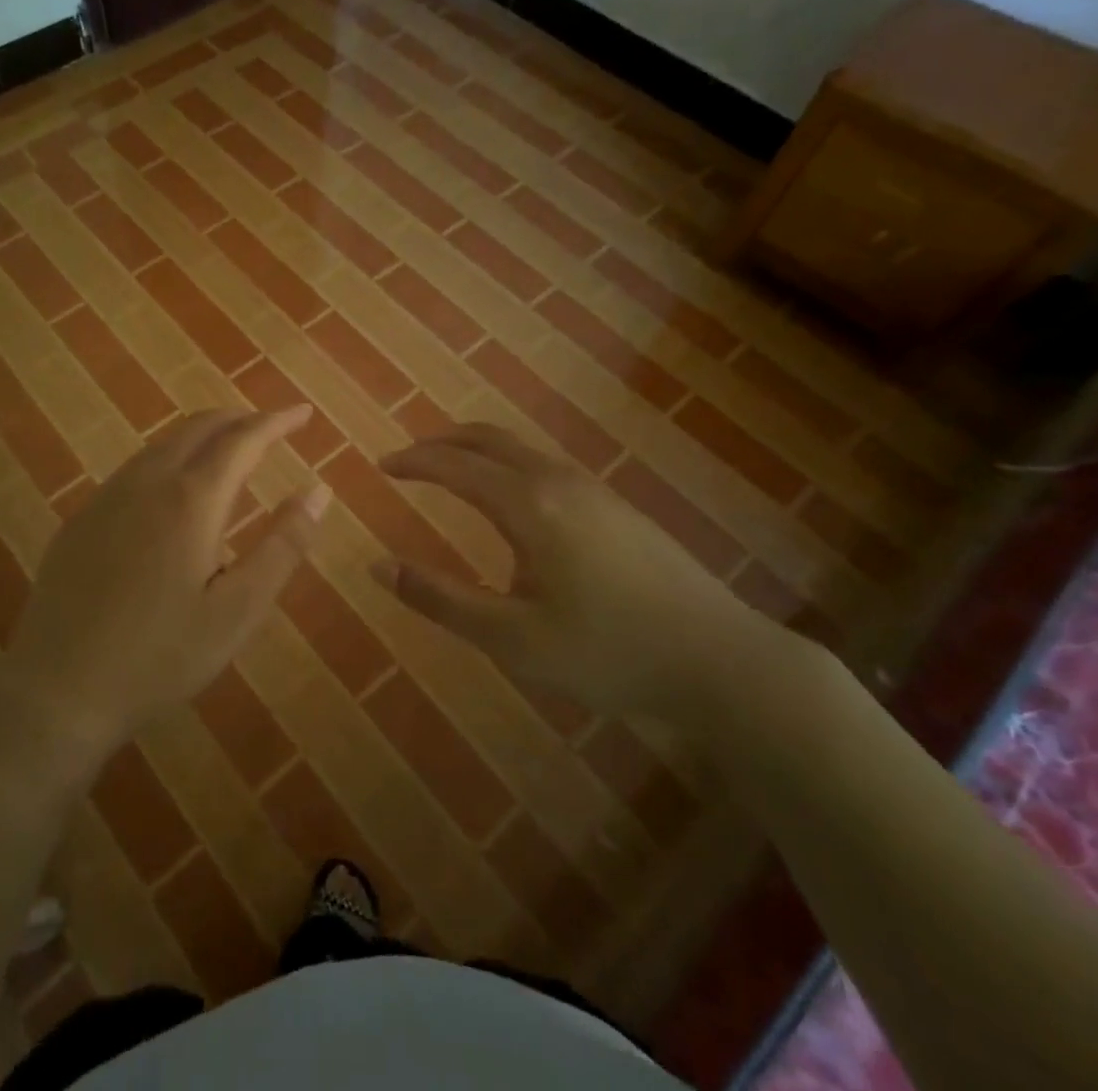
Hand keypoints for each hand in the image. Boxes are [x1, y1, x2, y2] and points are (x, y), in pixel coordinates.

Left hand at [0, 407, 329, 751]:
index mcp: (191, 500)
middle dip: (240, 419)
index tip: (303, 412)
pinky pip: (136, 468)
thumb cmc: (160, 656)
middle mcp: (147, 482)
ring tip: (230, 451)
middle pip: (199, 427)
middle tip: (271, 428)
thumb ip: (283, 546)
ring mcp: (107, 497)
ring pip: (163, 443)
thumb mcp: (238, 610)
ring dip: (203, 435)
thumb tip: (318, 491)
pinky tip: (175, 490)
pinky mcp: (82, 518)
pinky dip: (171, 458)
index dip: (277, 422)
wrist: (58, 689)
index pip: (243, 439)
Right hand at [373, 423, 790, 725]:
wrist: (720, 659)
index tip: (381, 466)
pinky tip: (511, 500)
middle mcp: (557, 481)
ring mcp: (593, 489)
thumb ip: (440, 599)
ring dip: (476, 449)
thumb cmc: (608, 652)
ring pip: (520, 449)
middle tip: (409, 458)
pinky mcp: (616, 505)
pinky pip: (544, 464)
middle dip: (442, 442)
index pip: (455, 465)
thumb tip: (377, 564)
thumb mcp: (511, 638)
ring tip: (450, 471)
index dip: (414, 462)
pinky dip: (506, 463)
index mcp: (528, 505)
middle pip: (488, 438)